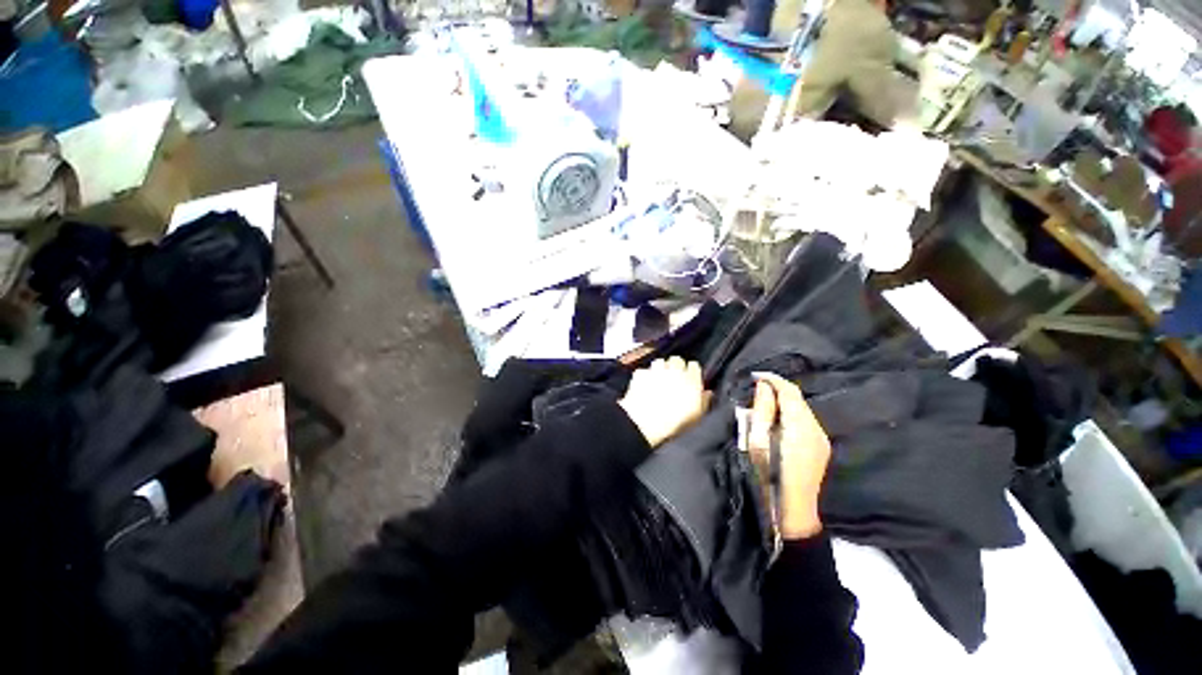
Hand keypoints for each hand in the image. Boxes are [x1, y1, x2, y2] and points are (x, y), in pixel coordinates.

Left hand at [620, 357, 709, 447]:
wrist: (646, 423)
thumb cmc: (675, 423)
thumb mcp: (696, 416)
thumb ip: (704, 401)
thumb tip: (708, 392)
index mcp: (691, 379)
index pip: (694, 366)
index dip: (691, 372)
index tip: (689, 380)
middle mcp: (674, 370)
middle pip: (677, 360)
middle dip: (675, 367)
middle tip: (673, 379)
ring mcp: (656, 370)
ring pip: (660, 362)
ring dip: (660, 369)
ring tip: (658, 380)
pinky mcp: (640, 374)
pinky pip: (644, 371)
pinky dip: (644, 376)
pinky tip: (644, 385)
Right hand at [749, 373, 832, 539]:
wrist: (792, 514)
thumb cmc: (767, 477)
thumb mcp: (757, 441)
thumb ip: (762, 411)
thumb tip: (763, 386)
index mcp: (800, 427)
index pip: (790, 392)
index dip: (773, 379)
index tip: (754, 375)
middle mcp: (816, 429)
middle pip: (797, 399)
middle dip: (777, 390)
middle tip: (754, 389)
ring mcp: (821, 440)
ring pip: (801, 410)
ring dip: (783, 402)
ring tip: (761, 403)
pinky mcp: (819, 448)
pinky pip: (804, 422)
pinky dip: (789, 414)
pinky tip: (775, 420)